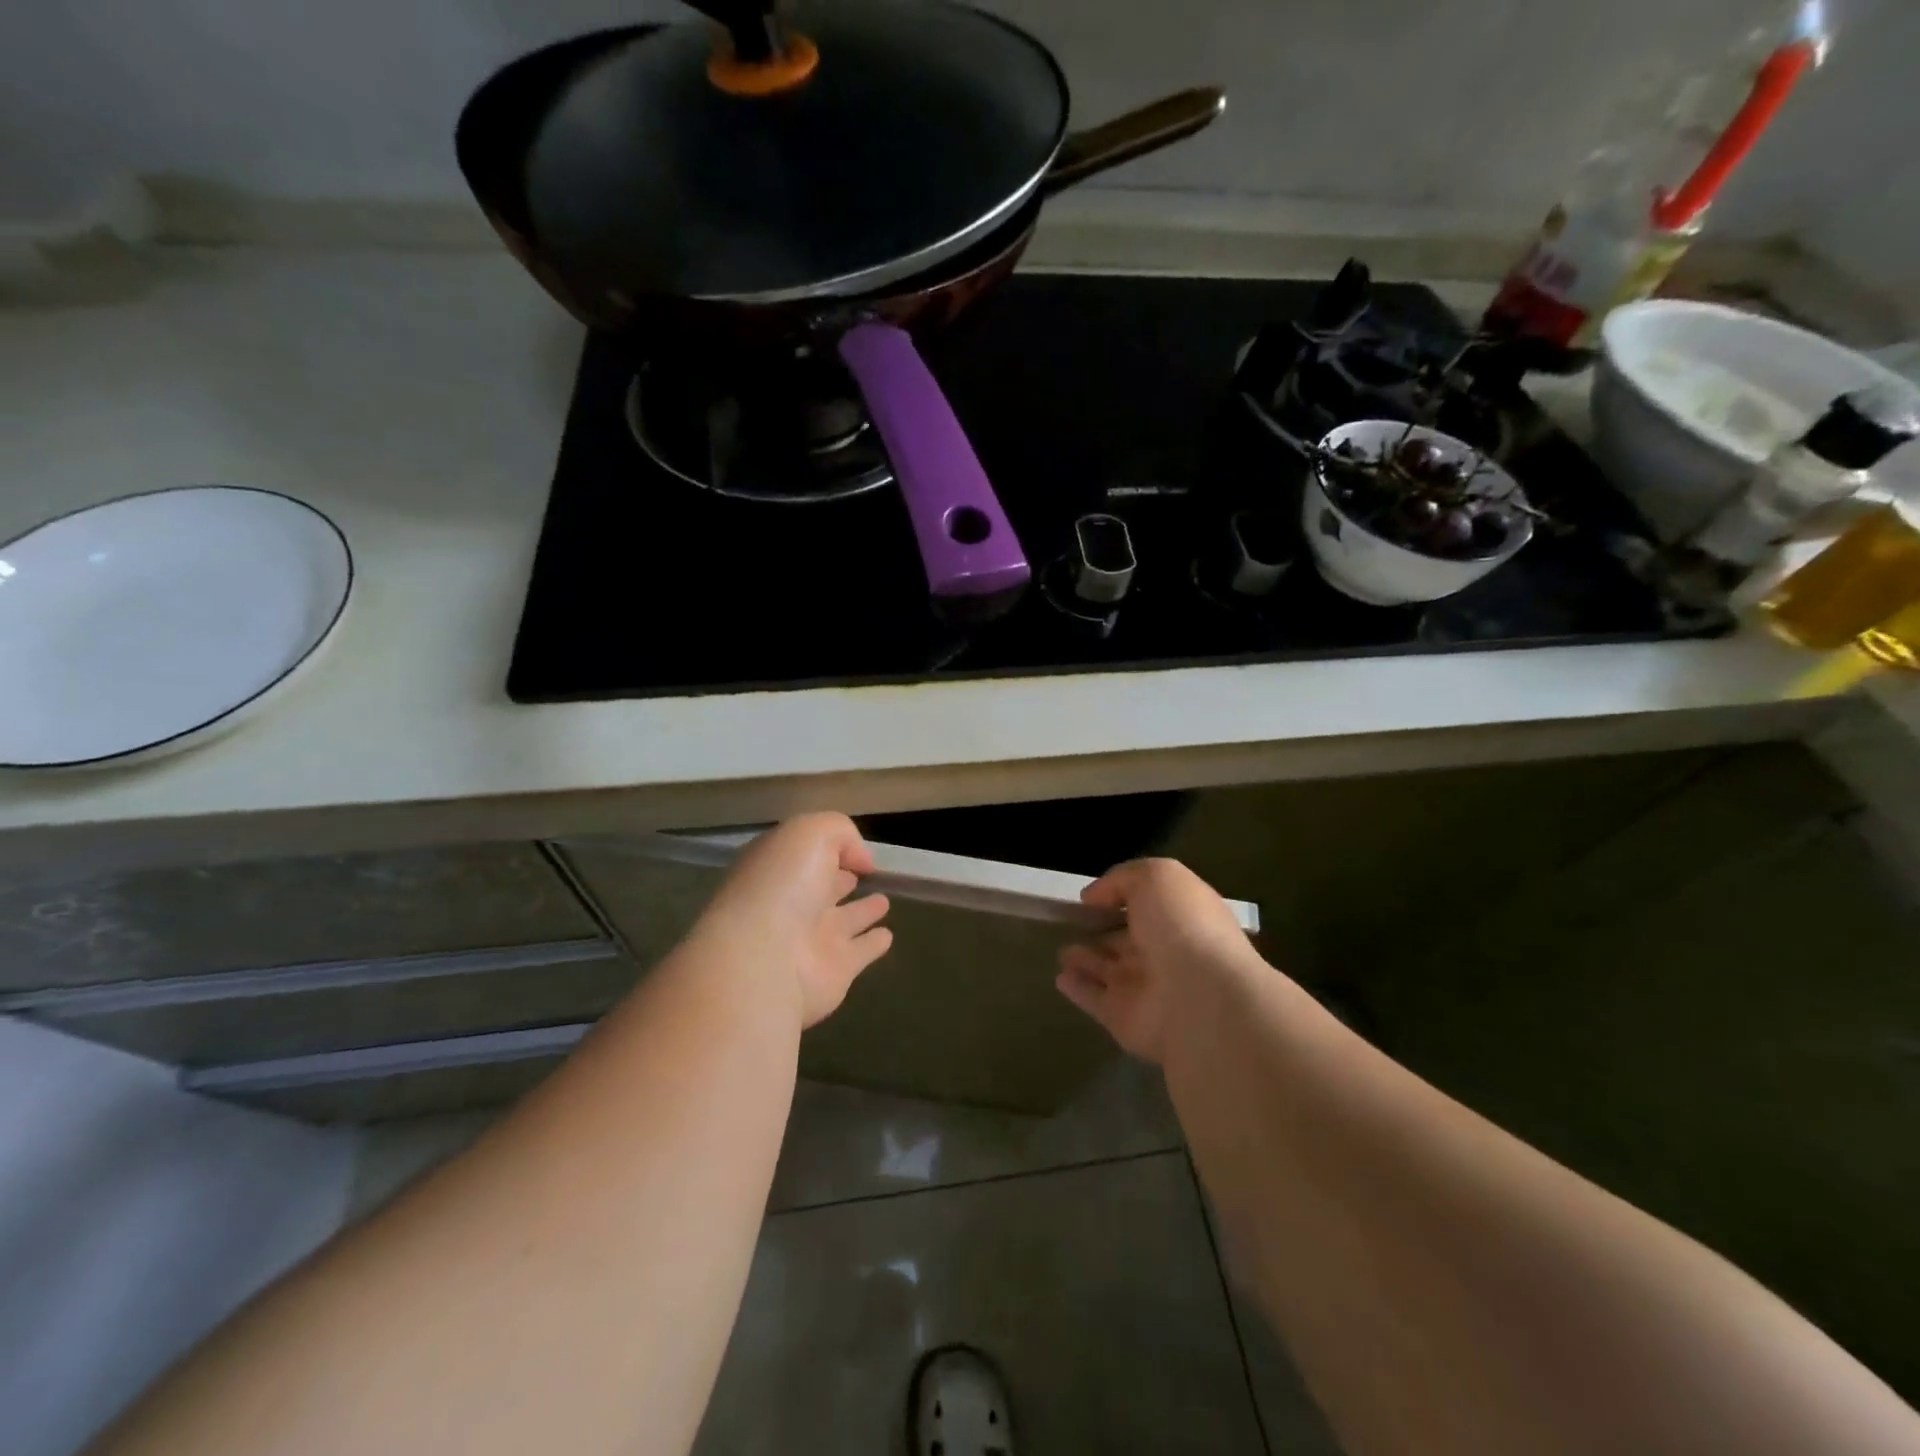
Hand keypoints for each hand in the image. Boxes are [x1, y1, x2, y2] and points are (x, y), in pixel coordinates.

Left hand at [691, 813, 892, 1027]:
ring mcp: (812, 940)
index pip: (804, 855)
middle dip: (841, 879)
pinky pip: (860, 952)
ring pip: (844, 920)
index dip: (828, 848)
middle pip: (822, 888)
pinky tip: (887, 936)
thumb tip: (860, 861)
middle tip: (867, 873)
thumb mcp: (809, 833)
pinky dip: (874, 945)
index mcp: (777, 870)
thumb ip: (840, 833)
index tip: (856, 850)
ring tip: (884, 902)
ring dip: (863, 911)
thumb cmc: (781, 885)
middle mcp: (791, 904)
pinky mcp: (834, 971)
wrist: (765, 959)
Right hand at [1056, 857, 1260, 1064]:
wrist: (1200, 998)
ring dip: (1087, 960)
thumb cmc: (1183, 926)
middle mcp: (1166, 951)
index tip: (1093, 895)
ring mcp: (1146, 988)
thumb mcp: (1156, 877)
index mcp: (1181, 917)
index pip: (1150, 904)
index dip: (1124, 896)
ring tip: (1062, 951)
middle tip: (1075, 923)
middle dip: (1105, 931)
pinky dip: (1078, 989)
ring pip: (1110, 970)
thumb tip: (1094, 897)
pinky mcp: (1124, 1018)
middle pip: (1129, 939)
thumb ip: (1122, 879)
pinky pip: (1095, 999)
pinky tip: (1060, 977)